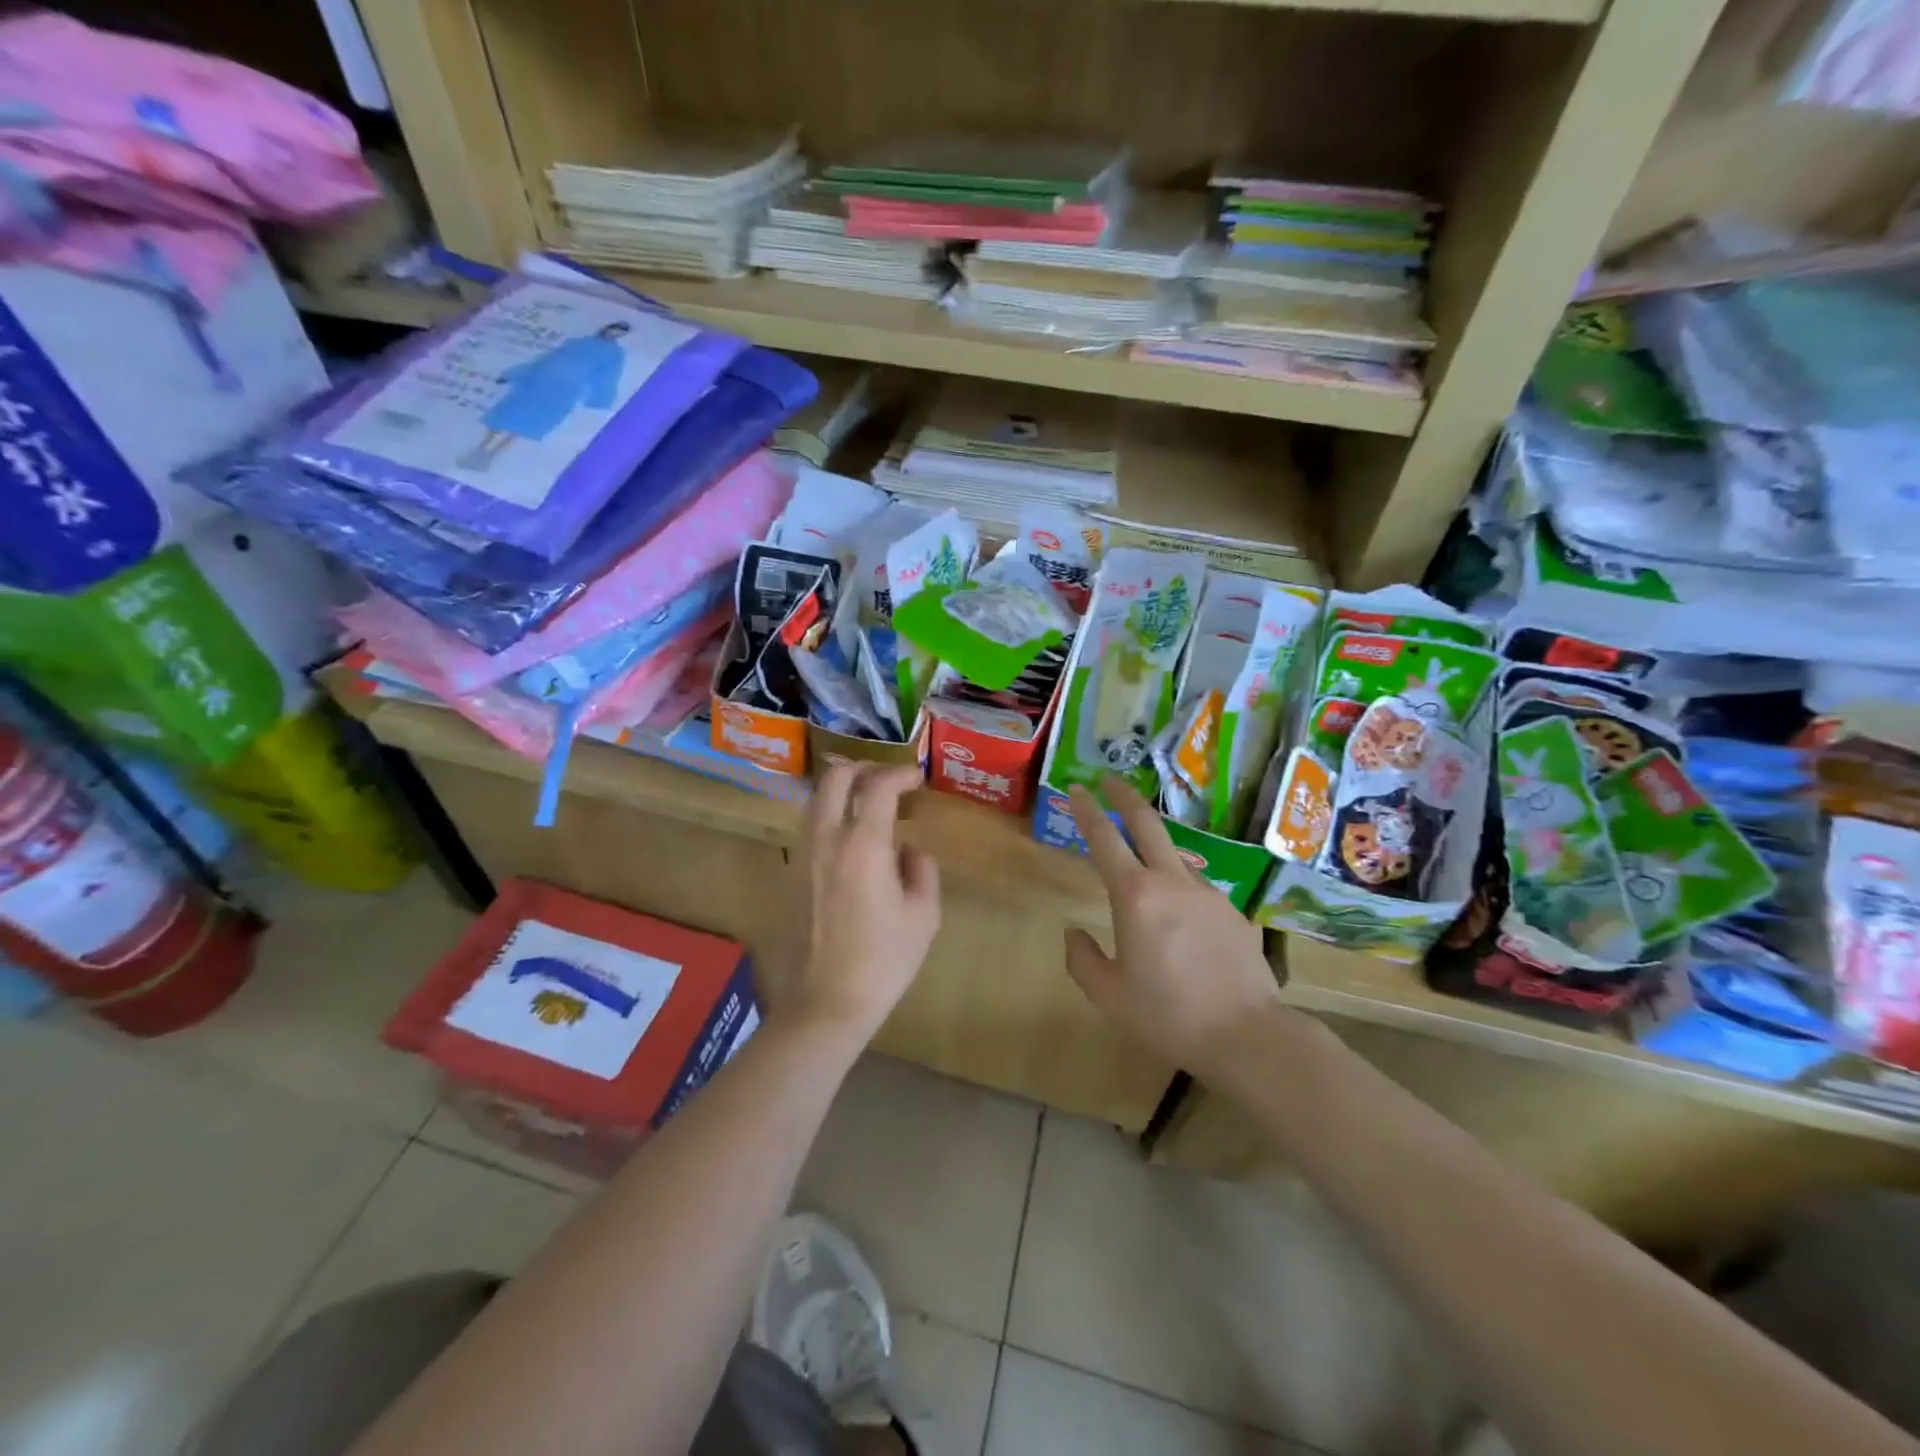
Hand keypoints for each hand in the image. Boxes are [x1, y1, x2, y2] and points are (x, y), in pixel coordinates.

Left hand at [778, 762, 940, 1043]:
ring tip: (869, 806)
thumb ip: (921, 869)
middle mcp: (826, 840)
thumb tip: (907, 850)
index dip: (900, 773)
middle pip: (835, 778)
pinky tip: (850, 841)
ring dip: (843, 791)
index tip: (917, 778)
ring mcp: (802, 856)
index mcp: (863, 845)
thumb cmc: (883, 961)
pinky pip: (810, 828)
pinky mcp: (790, 875)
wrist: (825, 1004)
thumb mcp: (923, 915)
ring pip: (816, 800)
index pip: (878, 786)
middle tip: (888, 780)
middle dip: (864, 768)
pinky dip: (831, 817)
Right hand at [1066, 776, 1288, 1083]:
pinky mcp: (1232, 911)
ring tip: (1141, 868)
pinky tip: (1180, 924)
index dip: (1086, 810)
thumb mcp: (1109, 996)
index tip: (1077, 789)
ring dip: (1154, 849)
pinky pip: (1196, 890)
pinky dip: (1179, 891)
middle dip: (1125, 797)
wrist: (1247, 1035)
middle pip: (1147, 823)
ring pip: (1174, 857)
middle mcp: (1172, 882)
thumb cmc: (1168, 1015)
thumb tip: (1074, 933)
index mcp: (1135, 896)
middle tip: (1109, 781)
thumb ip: (1082, 959)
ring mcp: (1207, 893)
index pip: (1104, 838)